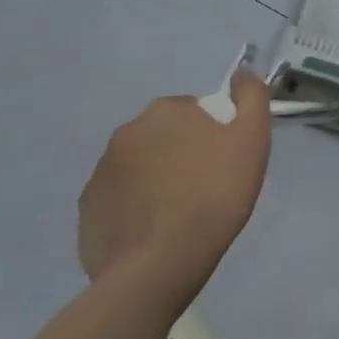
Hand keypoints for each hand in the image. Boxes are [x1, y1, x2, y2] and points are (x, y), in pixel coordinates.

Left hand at [78, 68, 271, 287]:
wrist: (160, 265)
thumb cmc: (214, 195)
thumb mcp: (252, 138)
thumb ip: (251, 96)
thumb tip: (242, 72)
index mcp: (165, 110)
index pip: (194, 111)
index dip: (212, 135)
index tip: (223, 162)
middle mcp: (126, 132)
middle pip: (163, 137)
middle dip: (180, 154)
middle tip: (204, 188)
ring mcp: (101, 171)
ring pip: (139, 167)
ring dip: (156, 180)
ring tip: (178, 214)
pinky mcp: (87, 209)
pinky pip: (118, 199)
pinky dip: (134, 208)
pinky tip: (153, 231)